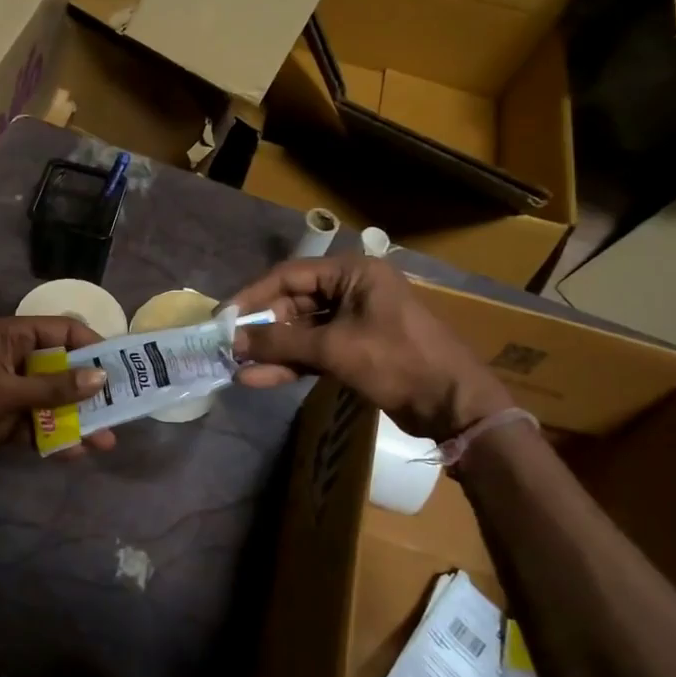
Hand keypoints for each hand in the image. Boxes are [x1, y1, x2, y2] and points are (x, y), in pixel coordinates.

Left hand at [0, 315, 115, 466]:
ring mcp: (8, 392)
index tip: (119, 369)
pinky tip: (75, 453)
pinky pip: (35, 427)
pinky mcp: (0, 421)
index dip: (92, 347)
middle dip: (89, 391)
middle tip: (121, 410)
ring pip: (51, 403)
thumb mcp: (6, 389)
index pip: (63, 332)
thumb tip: (100, 378)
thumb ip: (53, 387)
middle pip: (62, 371)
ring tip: (105, 441)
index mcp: (13, 337)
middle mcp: (14, 360)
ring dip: (76, 420)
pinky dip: (53, 439)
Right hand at [228, 256, 511, 439]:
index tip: (223, 317)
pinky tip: (260, 378)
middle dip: (262, 329)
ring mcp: (354, 321)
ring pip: (301, 331)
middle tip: (228, 347)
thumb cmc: (397, 361)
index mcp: (353, 273)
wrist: (452, 404)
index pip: (290, 275)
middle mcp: (352, 290)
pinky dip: (290, 364)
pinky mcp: (355, 349)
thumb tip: (233, 342)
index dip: (253, 295)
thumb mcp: (334, 348)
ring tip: (237, 368)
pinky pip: (314, 351)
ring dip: (272, 350)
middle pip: (293, 303)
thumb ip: (280, 343)